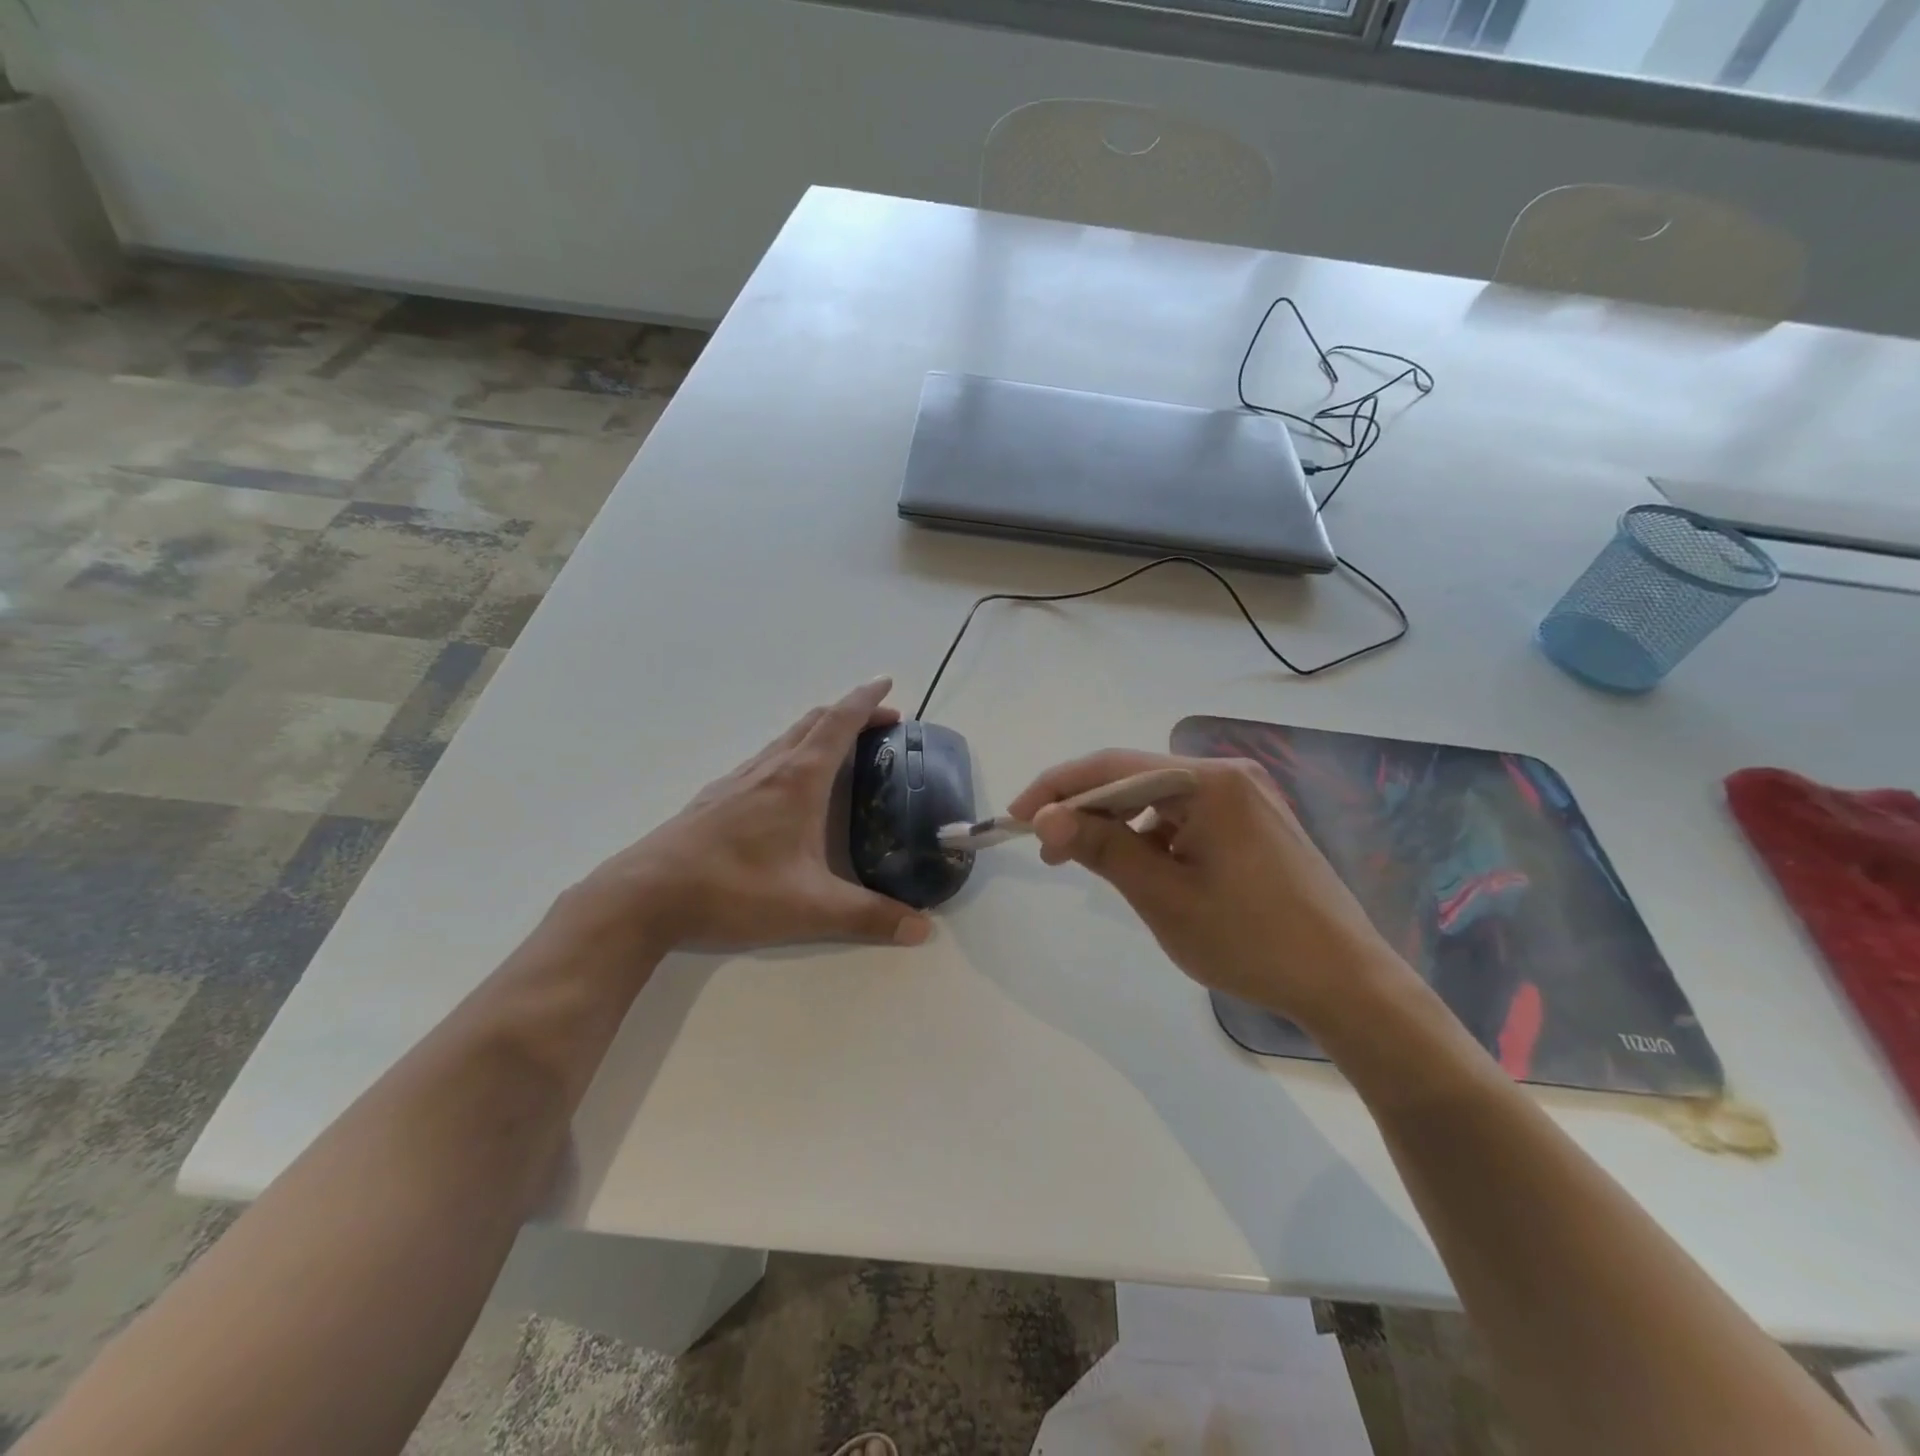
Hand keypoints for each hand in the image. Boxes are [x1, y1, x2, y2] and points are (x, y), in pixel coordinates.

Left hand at [573, 678, 931, 951]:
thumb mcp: (810, 909)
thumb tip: (922, 930)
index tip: (888, 685)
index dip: (866, 701)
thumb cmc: (733, 890)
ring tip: (842, 747)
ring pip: (786, 739)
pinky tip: (788, 786)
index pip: (839, 724)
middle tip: (882, 721)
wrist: (646, 895)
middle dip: (850, 712)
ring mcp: (738, 781)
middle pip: (813, 722)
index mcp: (798, 781)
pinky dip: (792, 753)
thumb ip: (869, 917)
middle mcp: (769, 770)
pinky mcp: (716, 798)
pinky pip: (765, 760)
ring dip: (819, 731)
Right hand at [1007, 750, 1404, 1025]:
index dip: (1057, 788)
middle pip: (1135, 778)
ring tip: (1090, 864)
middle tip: (1047, 851)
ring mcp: (1246, 797)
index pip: (1112, 766)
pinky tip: (1144, 869)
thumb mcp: (1163, 896)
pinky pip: (1186, 815)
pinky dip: (1153, 836)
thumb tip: (1044, 818)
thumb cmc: (1250, 940)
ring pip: (1159, 798)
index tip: (1016, 819)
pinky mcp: (1255, 822)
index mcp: (1208, 782)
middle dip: (1085, 809)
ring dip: (1117, 824)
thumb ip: (1101, 847)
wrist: (1347, 983)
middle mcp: (1228, 775)